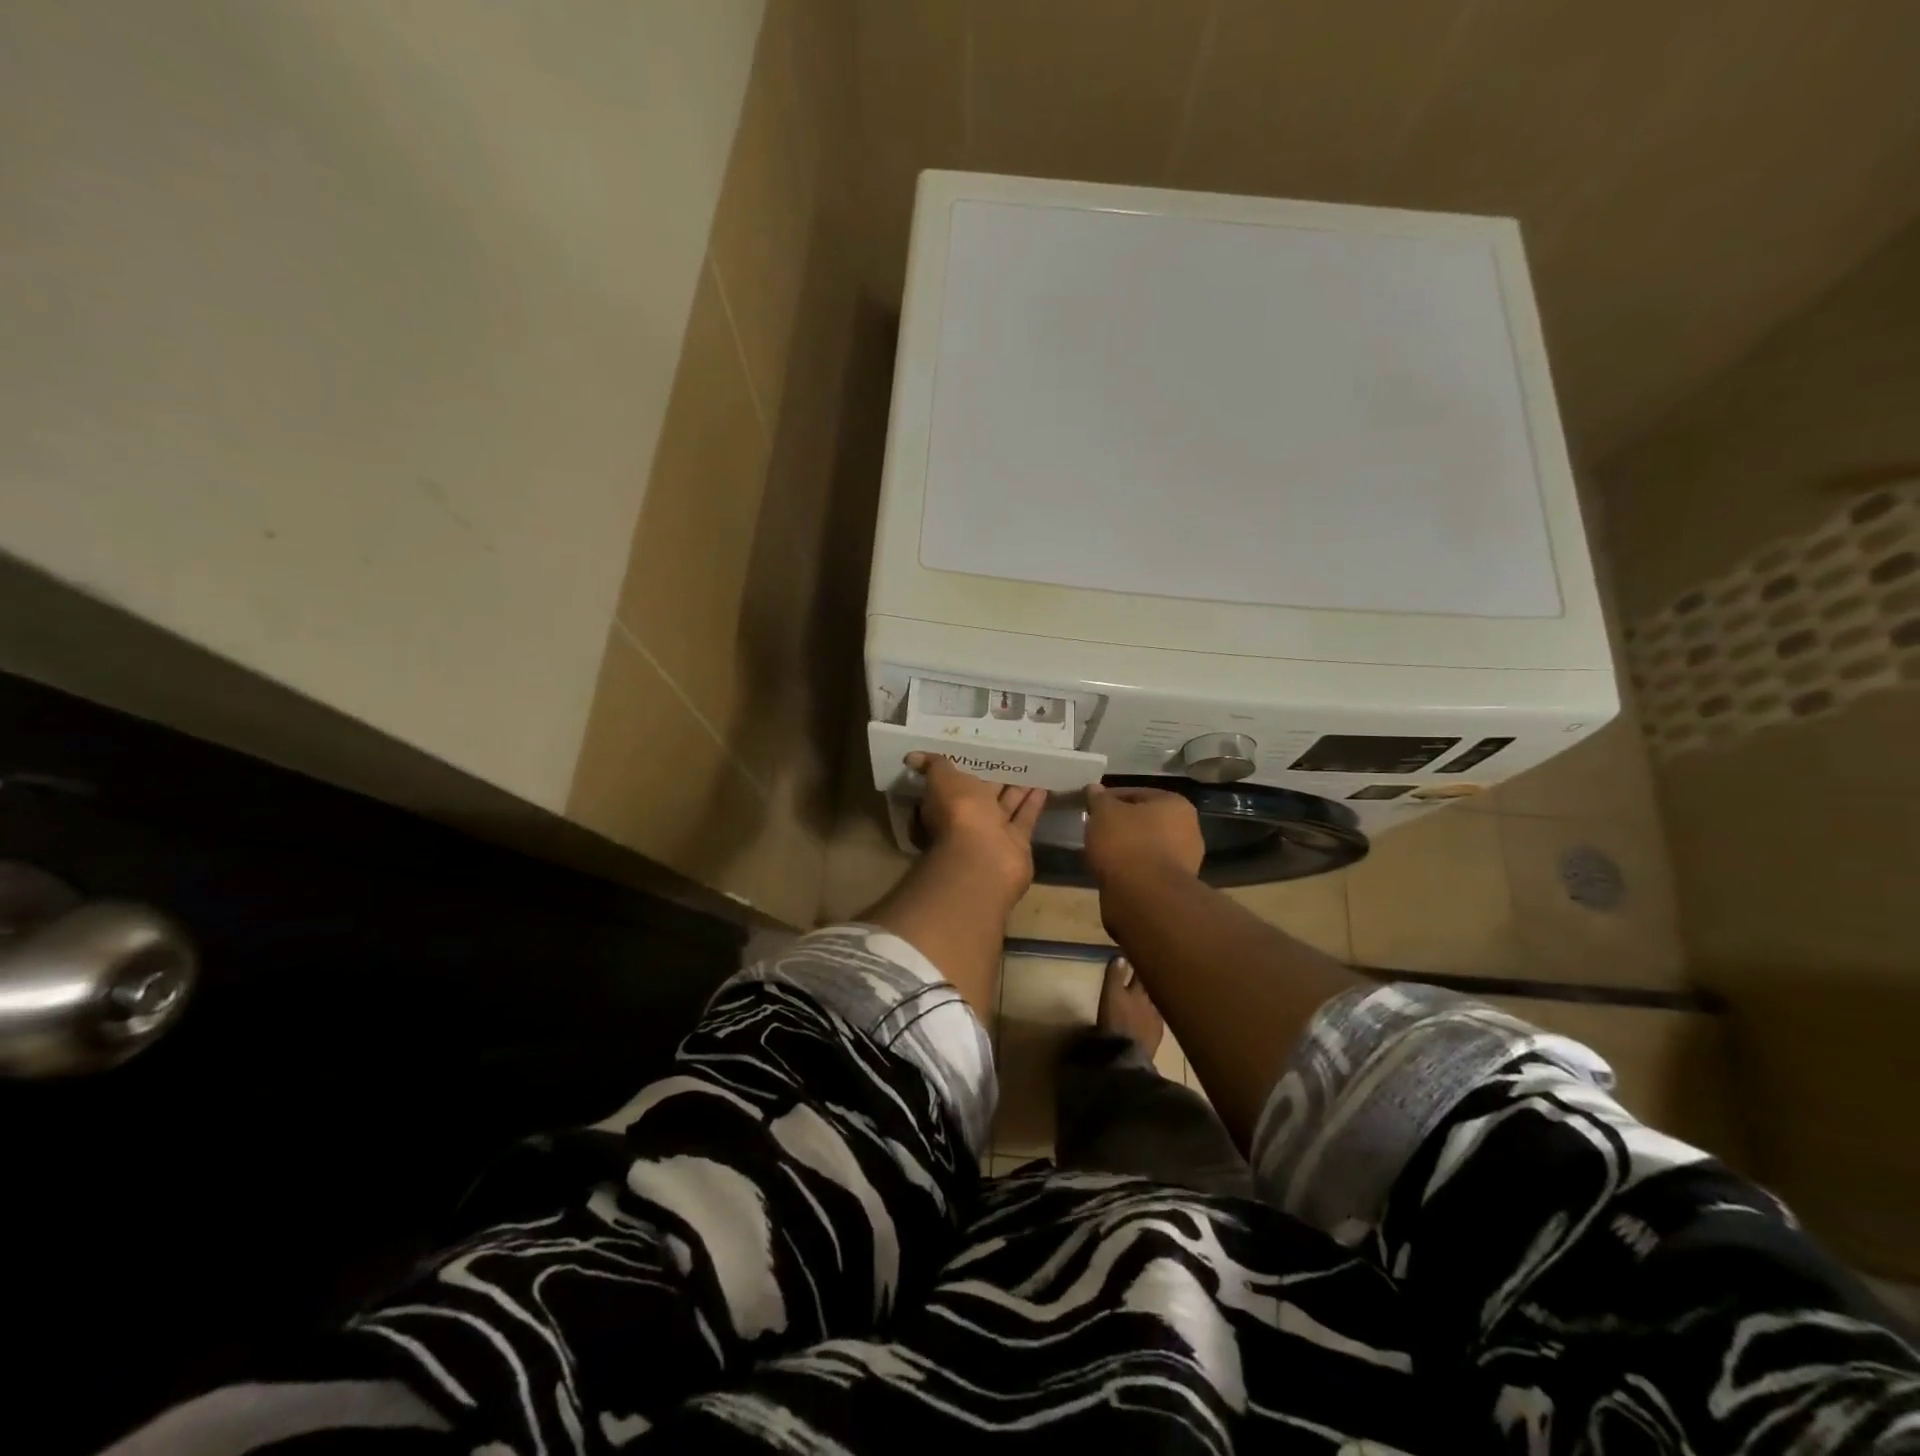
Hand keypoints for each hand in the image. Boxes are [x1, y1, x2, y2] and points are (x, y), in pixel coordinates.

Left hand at [907, 753, 1046, 900]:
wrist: (984, 857)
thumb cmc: (959, 813)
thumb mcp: (942, 780)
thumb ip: (934, 766)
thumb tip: (911, 756)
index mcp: (946, 803)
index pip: (955, 783)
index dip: (966, 770)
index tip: (978, 753)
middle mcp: (968, 820)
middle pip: (983, 795)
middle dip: (995, 779)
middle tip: (1011, 757)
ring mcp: (993, 833)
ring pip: (1006, 805)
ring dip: (1018, 789)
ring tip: (1033, 766)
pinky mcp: (1017, 842)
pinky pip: (1025, 818)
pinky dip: (1033, 803)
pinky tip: (1044, 785)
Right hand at [1084, 782, 1204, 886]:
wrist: (1145, 898)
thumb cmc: (1126, 844)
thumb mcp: (1104, 813)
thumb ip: (1098, 799)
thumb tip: (1094, 788)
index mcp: (1176, 804)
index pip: (1136, 793)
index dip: (1110, 799)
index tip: (1090, 808)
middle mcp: (1188, 829)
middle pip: (1144, 821)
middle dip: (1120, 824)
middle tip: (1095, 830)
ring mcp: (1184, 861)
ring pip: (1146, 847)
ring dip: (1126, 849)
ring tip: (1099, 853)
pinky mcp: (1174, 886)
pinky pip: (1146, 870)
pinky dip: (1130, 869)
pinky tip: (1111, 872)